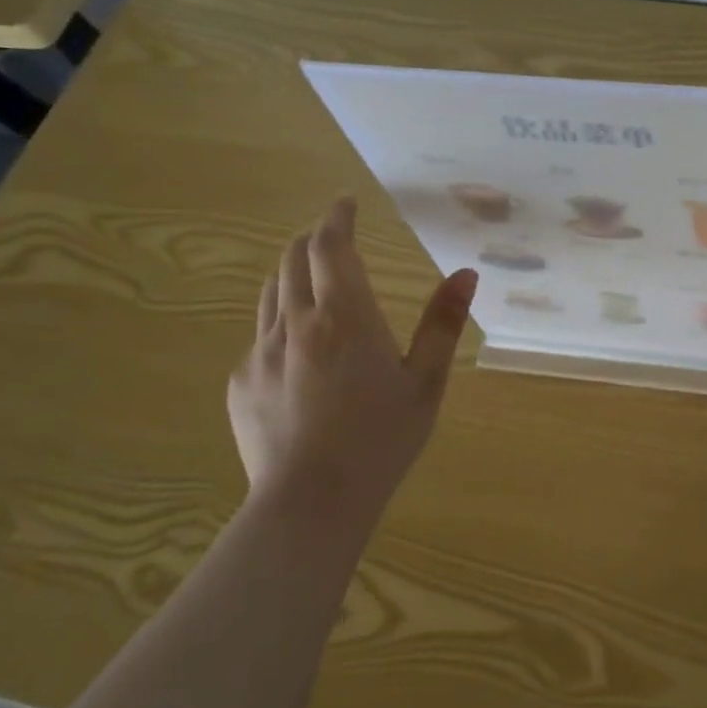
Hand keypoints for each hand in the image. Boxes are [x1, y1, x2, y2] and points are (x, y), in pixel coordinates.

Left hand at [227, 198, 478, 520]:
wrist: (310, 505)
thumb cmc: (380, 440)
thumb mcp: (426, 382)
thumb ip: (443, 323)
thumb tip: (466, 273)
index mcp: (344, 316)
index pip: (329, 246)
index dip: (336, 217)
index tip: (345, 202)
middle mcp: (296, 322)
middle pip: (293, 259)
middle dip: (313, 239)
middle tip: (334, 237)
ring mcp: (260, 352)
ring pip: (271, 292)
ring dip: (293, 273)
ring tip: (314, 279)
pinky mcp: (240, 382)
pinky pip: (260, 333)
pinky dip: (281, 319)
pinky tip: (299, 348)